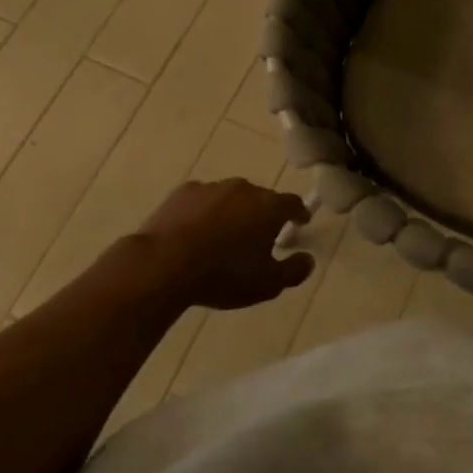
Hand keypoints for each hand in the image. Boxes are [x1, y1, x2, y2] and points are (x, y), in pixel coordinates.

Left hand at [134, 179, 313, 311]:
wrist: (164, 264)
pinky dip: (205, 213)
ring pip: (230, 198)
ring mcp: (211, 188)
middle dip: (263, 215)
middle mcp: (243, 188)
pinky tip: (196, 233)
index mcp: (268, 206)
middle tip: (259, 238)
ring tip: (224, 238)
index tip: (301, 222)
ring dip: (233, 213)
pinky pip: (203, 201)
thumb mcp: (266, 284)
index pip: (293, 203)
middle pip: (261, 199)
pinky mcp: (183, 193)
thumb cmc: (223, 274)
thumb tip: (308, 260)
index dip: (299, 213)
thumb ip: (293, 271)